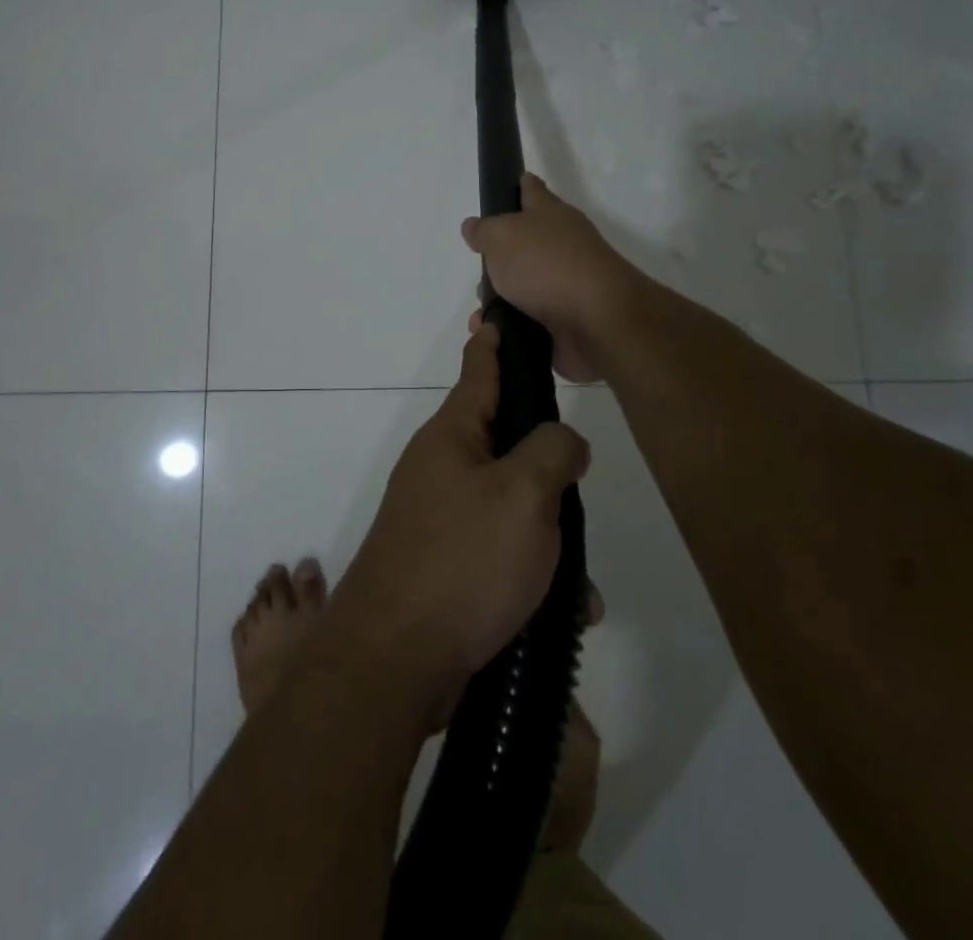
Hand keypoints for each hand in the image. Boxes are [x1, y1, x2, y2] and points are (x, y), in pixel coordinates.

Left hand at [327, 323, 589, 726]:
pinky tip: (562, 614)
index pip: (478, 369)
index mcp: (452, 436)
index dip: (493, 340)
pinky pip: (501, 554)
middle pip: (507, 444)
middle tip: (579, 491)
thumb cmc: (461, 561)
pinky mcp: (445, 565)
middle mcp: (442, 469)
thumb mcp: (523, 495)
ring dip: (549, 538)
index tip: (496, 312)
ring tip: (579, 584)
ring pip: (512, 507)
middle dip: (549, 469)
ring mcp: (440, 518)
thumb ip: (553, 451)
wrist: (393, 662)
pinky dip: (532, 575)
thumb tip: (562, 441)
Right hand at [462, 173, 640, 383]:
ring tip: (481, 311)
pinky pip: (526, 320)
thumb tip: (474, 227)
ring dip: (499, 298)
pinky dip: (507, 325)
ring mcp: (565, 284)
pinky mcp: (564, 320)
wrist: (595, 321)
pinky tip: (491, 331)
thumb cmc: (546, 265)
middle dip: (499, 258)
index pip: (533, 191)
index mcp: (550, 215)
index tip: (514, 182)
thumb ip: (484, 230)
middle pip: (524, 244)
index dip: (520, 185)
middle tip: (480, 269)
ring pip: (522, 286)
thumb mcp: (502, 236)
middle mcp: (561, 245)